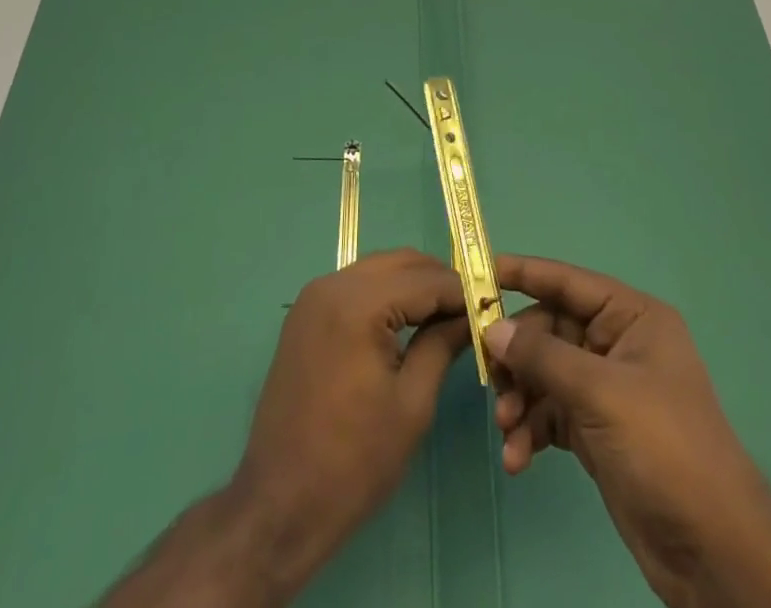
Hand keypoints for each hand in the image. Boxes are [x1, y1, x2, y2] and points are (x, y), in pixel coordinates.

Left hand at [232, 248, 470, 592]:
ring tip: (444, 318)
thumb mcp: (412, 404)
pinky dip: (385, 295)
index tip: (493, 307)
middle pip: (401, 263)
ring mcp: (313, 297)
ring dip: (412, 285)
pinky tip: (406, 323)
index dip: (464, 291)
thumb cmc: (353, 462)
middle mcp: (332, 285)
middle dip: (438, 282)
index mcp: (357, 304)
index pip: (426, 279)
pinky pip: (356, 287)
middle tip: (471, 312)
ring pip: (378, 270)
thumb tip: (473, 315)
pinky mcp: (305, 315)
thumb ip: (442, 344)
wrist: (278, 506)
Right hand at [487, 255, 770, 607]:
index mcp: (631, 317)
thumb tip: (493, 327)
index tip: (478, 272)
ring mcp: (607, 389)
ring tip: (507, 430)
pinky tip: (518, 458)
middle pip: (550, 331)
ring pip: (546, 374)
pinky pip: (551, 413)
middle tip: (490, 381)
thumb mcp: (600, 393)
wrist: (712, 549)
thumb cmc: (663, 447)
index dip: (524, 273)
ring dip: (521, 399)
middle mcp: (617, 344)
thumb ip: (543, 356)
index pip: (568, 282)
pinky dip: (532, 430)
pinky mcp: (598, 430)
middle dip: (518, 357)